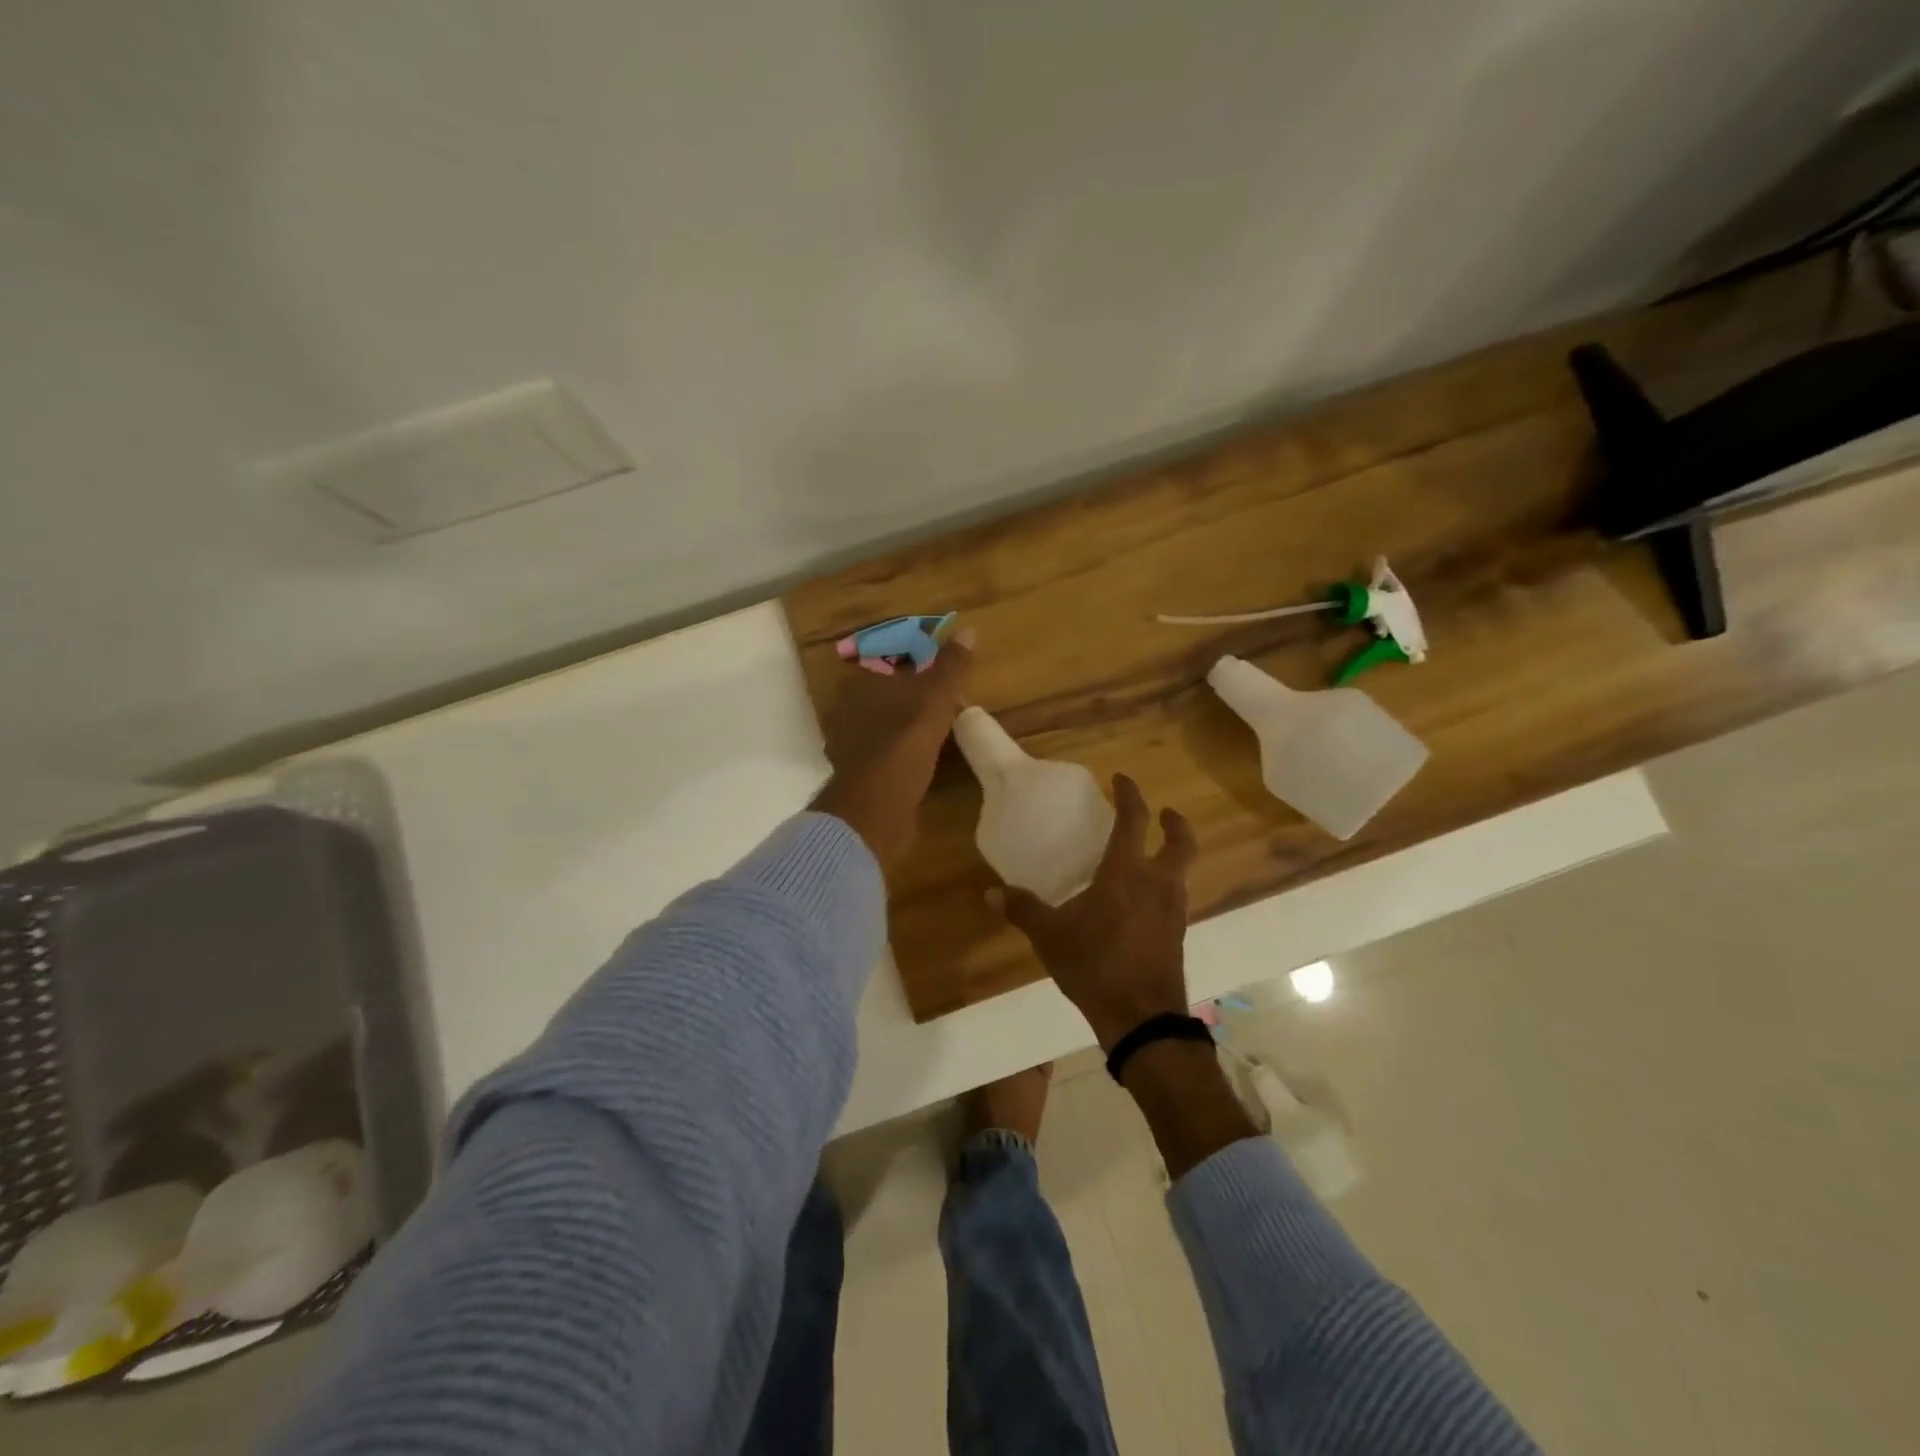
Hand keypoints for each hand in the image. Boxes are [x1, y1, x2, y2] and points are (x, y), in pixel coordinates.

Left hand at [809, 630, 972, 868]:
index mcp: (860, 682)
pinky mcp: (854, 771)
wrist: (877, 804)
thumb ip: (951, 666)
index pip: (886, 657)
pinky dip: (895, 749)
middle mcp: (846, 707)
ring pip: (878, 721)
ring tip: (932, 725)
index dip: (911, 658)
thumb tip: (968, 631)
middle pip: (881, 690)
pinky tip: (915, 756)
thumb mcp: (936, 697)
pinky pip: (879, 750)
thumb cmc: (905, 740)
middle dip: (906, 691)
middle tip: (939, 694)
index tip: (936, 665)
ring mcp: (846, 741)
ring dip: (900, 721)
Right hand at [989, 774, 1197, 1050]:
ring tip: (1148, 858)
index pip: (1134, 819)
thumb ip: (1023, 909)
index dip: (1130, 794)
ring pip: (1181, 871)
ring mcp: (1173, 910)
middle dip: (1174, 823)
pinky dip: (1164, 887)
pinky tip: (1143, 902)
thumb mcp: (1050, 936)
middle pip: (1180, 842)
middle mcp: (1157, 883)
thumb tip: (991, 893)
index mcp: (1127, 872)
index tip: (1121, 779)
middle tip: (1163, 813)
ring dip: (1170, 856)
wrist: (1141, 1017)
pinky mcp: (1178, 935)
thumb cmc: (1095, 964)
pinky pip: (1175, 898)